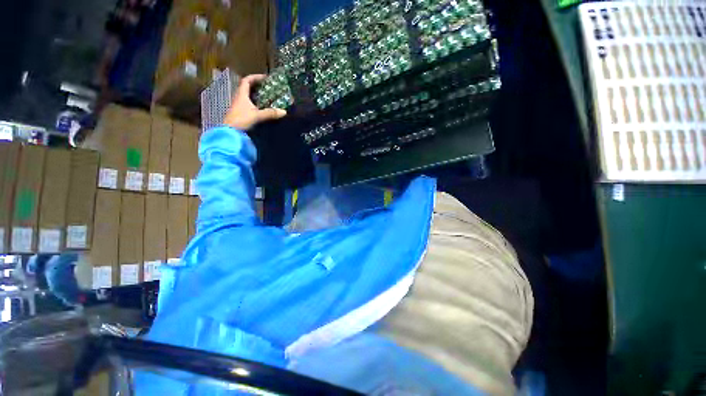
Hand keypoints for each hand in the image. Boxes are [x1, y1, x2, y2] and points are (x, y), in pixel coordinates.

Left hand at [223, 74, 286, 130]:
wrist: (230, 132)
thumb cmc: (241, 120)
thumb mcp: (257, 116)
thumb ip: (270, 113)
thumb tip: (284, 112)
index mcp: (241, 95)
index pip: (246, 81)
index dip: (255, 77)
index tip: (265, 78)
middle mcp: (239, 98)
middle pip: (247, 88)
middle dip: (257, 86)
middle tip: (268, 88)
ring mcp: (239, 106)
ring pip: (248, 97)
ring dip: (257, 96)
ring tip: (267, 98)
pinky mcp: (241, 114)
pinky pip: (249, 105)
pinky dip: (256, 104)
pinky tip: (262, 109)